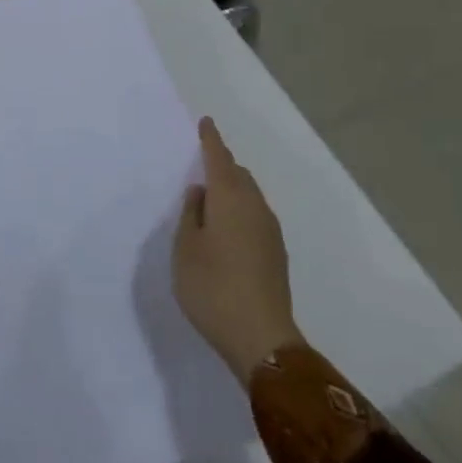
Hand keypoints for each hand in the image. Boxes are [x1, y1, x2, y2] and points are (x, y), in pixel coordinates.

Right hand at [174, 118, 302, 384]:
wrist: (261, 339)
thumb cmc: (212, 287)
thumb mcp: (186, 248)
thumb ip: (191, 214)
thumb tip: (201, 192)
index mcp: (230, 201)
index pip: (220, 160)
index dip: (211, 140)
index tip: (205, 122)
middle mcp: (255, 209)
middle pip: (239, 176)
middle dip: (222, 164)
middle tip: (200, 162)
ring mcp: (270, 233)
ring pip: (250, 196)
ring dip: (231, 188)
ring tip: (209, 196)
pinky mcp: (275, 254)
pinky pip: (254, 215)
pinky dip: (239, 208)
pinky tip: (224, 226)